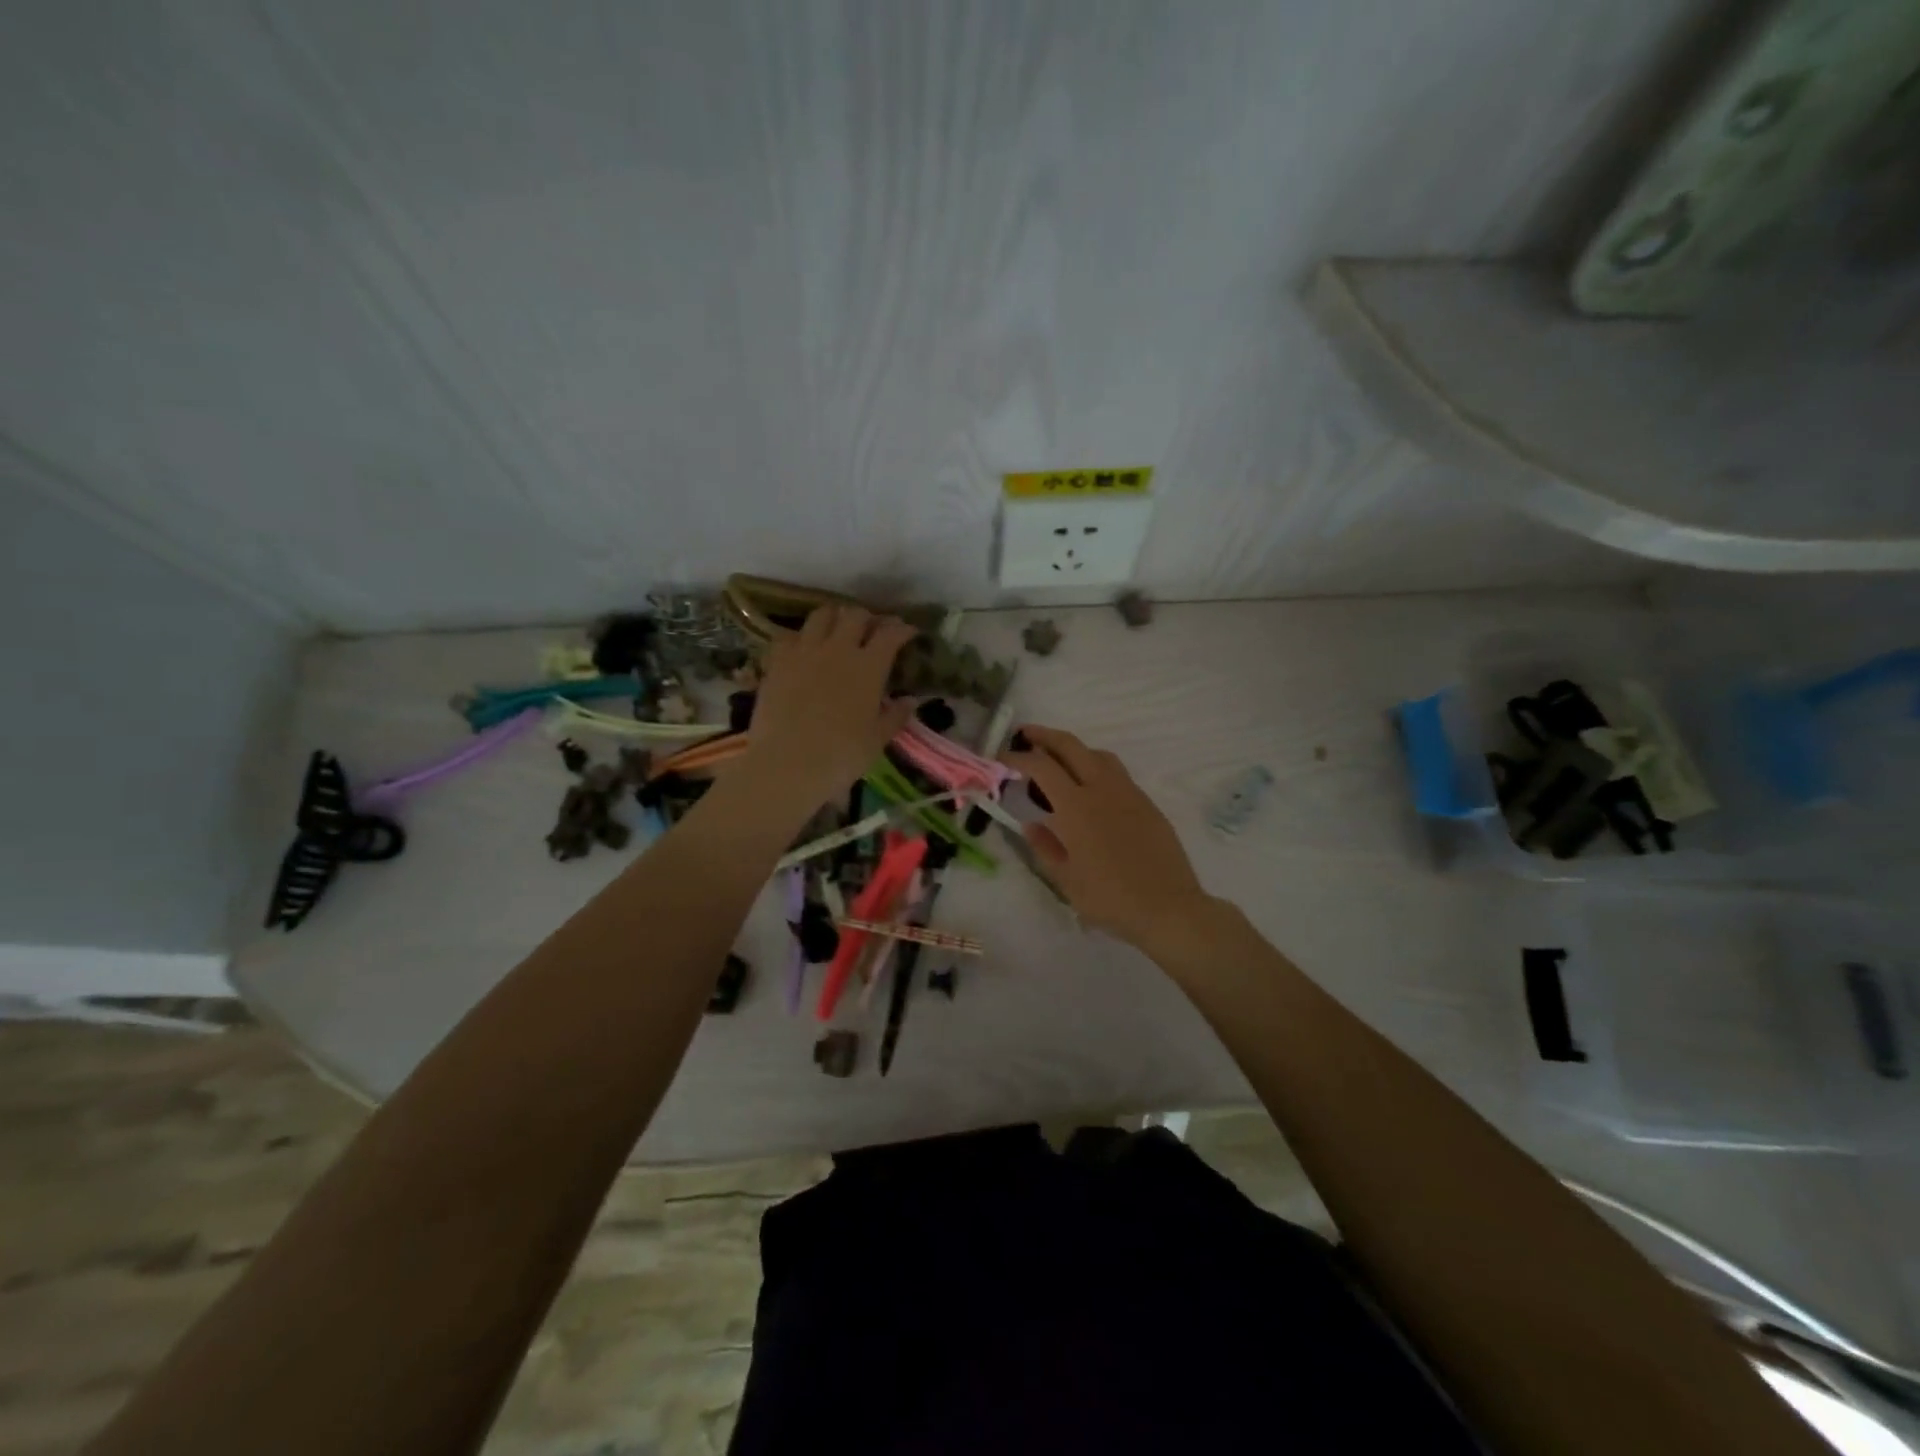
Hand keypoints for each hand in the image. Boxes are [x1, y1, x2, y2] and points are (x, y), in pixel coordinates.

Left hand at [738, 605, 916, 810]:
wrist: (787, 765)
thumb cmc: (841, 756)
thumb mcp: (877, 740)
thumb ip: (895, 716)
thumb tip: (910, 700)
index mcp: (868, 667)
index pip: (890, 634)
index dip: (902, 629)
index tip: (908, 632)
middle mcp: (838, 649)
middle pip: (855, 615)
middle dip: (868, 619)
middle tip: (872, 631)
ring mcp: (804, 651)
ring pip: (821, 615)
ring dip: (834, 618)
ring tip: (837, 630)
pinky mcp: (776, 662)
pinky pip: (789, 635)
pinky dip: (801, 637)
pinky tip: (803, 649)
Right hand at [1002, 725, 1213, 950]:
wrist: (1168, 907)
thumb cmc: (1110, 899)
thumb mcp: (1066, 880)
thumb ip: (1045, 847)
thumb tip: (1032, 824)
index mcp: (1076, 807)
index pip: (1041, 767)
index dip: (1019, 757)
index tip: (1003, 757)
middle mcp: (1102, 789)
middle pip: (1070, 746)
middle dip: (1044, 736)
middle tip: (1025, 735)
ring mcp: (1128, 793)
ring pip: (1098, 754)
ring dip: (1074, 749)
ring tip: (1059, 761)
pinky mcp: (1147, 803)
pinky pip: (1117, 773)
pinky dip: (1096, 767)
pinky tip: (1091, 789)